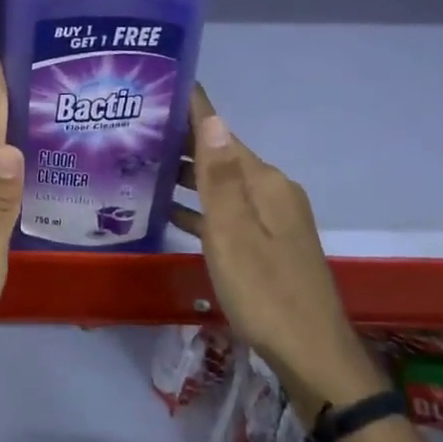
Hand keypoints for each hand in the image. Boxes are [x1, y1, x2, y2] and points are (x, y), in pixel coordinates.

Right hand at [171, 86, 383, 418]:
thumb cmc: (264, 291)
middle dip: (180, 143)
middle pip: (221, 156)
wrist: (311, 353)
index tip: (158, 87)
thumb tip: (212, 117)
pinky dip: (199, 207)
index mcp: (266, 183)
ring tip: (140, 166)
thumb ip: (219, 177)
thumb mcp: (234, 233)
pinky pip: (226, 213)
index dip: (192, 110)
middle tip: (132, 131)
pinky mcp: (266, 244)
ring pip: (221, 186)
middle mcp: (272, 192)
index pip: (222, 134)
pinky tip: (169, 212)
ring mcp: (272, 219)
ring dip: (186, 176)